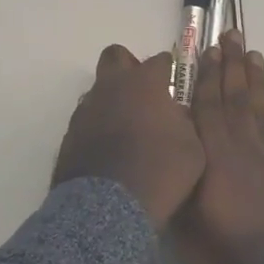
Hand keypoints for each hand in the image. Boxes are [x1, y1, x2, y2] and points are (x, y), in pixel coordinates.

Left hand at [54, 45, 205, 229]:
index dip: (169, 69)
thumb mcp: (192, 148)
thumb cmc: (160, 173)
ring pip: (99, 89)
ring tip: (127, 129)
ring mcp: (87, 108)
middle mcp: (112, 86)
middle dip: (129, 66)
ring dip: (112, 99)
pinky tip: (109, 149)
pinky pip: (87, 118)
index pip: (160, 60)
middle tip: (143, 92)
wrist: (109, 208)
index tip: (175, 82)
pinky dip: (98, 126)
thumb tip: (175, 113)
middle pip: (116, 56)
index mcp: (145, 83)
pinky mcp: (70, 132)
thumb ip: (184, 121)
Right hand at [172, 32, 263, 263]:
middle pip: (235, 98)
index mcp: (213, 155)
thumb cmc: (221, 255)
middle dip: (232, 65)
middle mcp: (241, 148)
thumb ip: (177, 177)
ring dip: (256, 81)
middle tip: (233, 35)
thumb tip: (167, 150)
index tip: (208, 49)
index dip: (207, 76)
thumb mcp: (184, 216)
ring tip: (254, 55)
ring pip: (260, 110)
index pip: (207, 105)